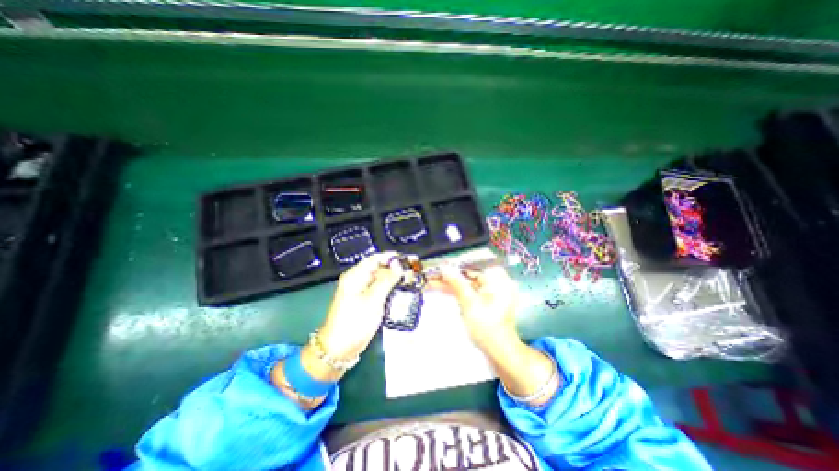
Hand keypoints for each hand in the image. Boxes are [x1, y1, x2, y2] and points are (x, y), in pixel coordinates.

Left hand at [317, 254, 404, 360]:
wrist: (339, 349)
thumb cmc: (355, 322)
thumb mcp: (373, 300)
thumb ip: (386, 280)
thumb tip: (398, 264)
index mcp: (355, 276)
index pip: (375, 259)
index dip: (392, 257)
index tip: (408, 259)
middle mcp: (357, 280)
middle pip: (379, 268)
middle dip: (395, 269)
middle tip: (413, 272)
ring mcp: (361, 291)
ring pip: (380, 279)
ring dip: (394, 279)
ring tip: (411, 281)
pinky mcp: (365, 301)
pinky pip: (379, 290)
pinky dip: (390, 289)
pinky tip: (401, 291)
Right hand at [436, 267, 521, 350]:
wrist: (499, 350)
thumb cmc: (486, 325)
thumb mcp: (469, 302)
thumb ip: (456, 282)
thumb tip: (444, 267)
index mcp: (498, 278)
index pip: (473, 264)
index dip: (455, 264)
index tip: (439, 264)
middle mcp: (497, 281)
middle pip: (469, 273)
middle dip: (450, 275)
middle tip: (432, 274)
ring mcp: (492, 290)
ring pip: (467, 282)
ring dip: (451, 283)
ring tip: (431, 281)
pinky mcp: (487, 299)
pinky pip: (470, 290)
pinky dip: (458, 291)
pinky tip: (442, 288)